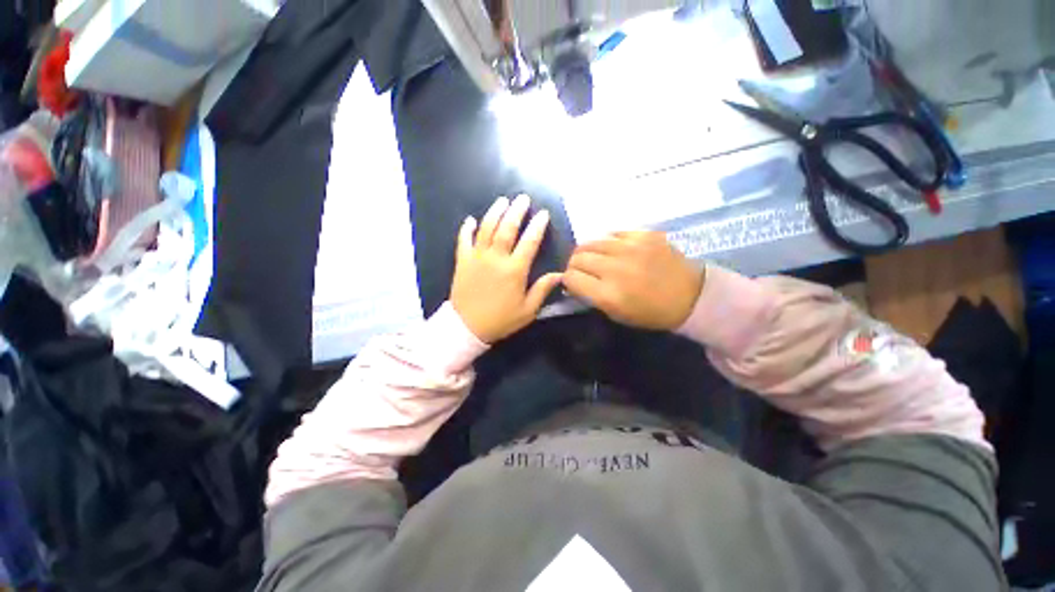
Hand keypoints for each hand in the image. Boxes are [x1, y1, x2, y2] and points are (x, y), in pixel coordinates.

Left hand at [451, 195, 562, 343]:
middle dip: (517, 211)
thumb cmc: (500, 320)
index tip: (543, 214)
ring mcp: (477, 257)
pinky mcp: (462, 261)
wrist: (467, 328)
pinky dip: (466, 229)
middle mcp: (496, 258)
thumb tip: (559, 274)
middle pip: (507, 228)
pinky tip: (470, 220)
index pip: (529, 242)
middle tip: (523, 198)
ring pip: (486, 229)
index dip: (537, 226)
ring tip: (502, 200)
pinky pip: (463, 240)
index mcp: (515, 270)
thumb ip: (542, 289)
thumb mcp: (527, 310)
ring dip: (495, 213)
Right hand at [563, 231, 703, 330]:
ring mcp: (630, 247)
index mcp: (608, 294)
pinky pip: (612, 233)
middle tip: (582, 270)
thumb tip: (573, 281)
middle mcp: (615, 268)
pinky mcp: (643, 234)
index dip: (567, 280)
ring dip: (587, 252)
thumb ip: (591, 297)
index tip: (573, 282)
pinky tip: (614, 250)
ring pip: (591, 242)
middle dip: (574, 265)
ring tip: (595, 258)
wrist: (691, 295)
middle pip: (577, 257)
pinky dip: (607, 242)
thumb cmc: (651, 312)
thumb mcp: (616, 314)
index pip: (570, 278)